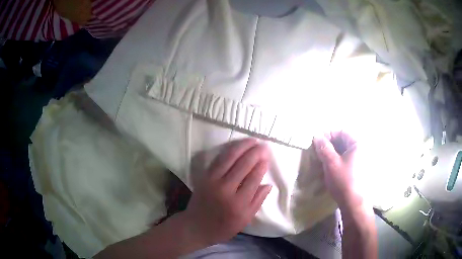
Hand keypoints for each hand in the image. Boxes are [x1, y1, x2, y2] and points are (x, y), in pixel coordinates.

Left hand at [182, 138, 271, 245]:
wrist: (196, 226)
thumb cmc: (223, 227)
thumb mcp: (244, 220)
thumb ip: (257, 202)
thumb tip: (268, 184)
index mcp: (238, 204)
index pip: (254, 178)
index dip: (262, 166)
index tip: (267, 158)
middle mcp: (225, 189)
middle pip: (243, 164)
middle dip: (255, 152)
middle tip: (264, 145)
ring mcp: (212, 181)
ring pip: (230, 158)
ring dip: (243, 146)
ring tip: (253, 140)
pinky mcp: (204, 176)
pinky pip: (218, 159)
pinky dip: (229, 150)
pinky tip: (237, 146)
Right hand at [313, 131, 364, 210]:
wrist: (353, 203)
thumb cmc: (343, 180)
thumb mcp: (331, 163)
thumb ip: (324, 148)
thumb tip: (317, 136)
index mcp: (357, 144)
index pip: (341, 131)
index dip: (328, 134)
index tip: (317, 142)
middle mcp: (362, 149)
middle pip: (343, 141)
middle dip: (330, 144)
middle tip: (318, 152)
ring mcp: (361, 160)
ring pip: (344, 151)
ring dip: (332, 153)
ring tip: (322, 161)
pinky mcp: (359, 169)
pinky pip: (347, 159)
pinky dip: (337, 160)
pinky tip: (330, 168)